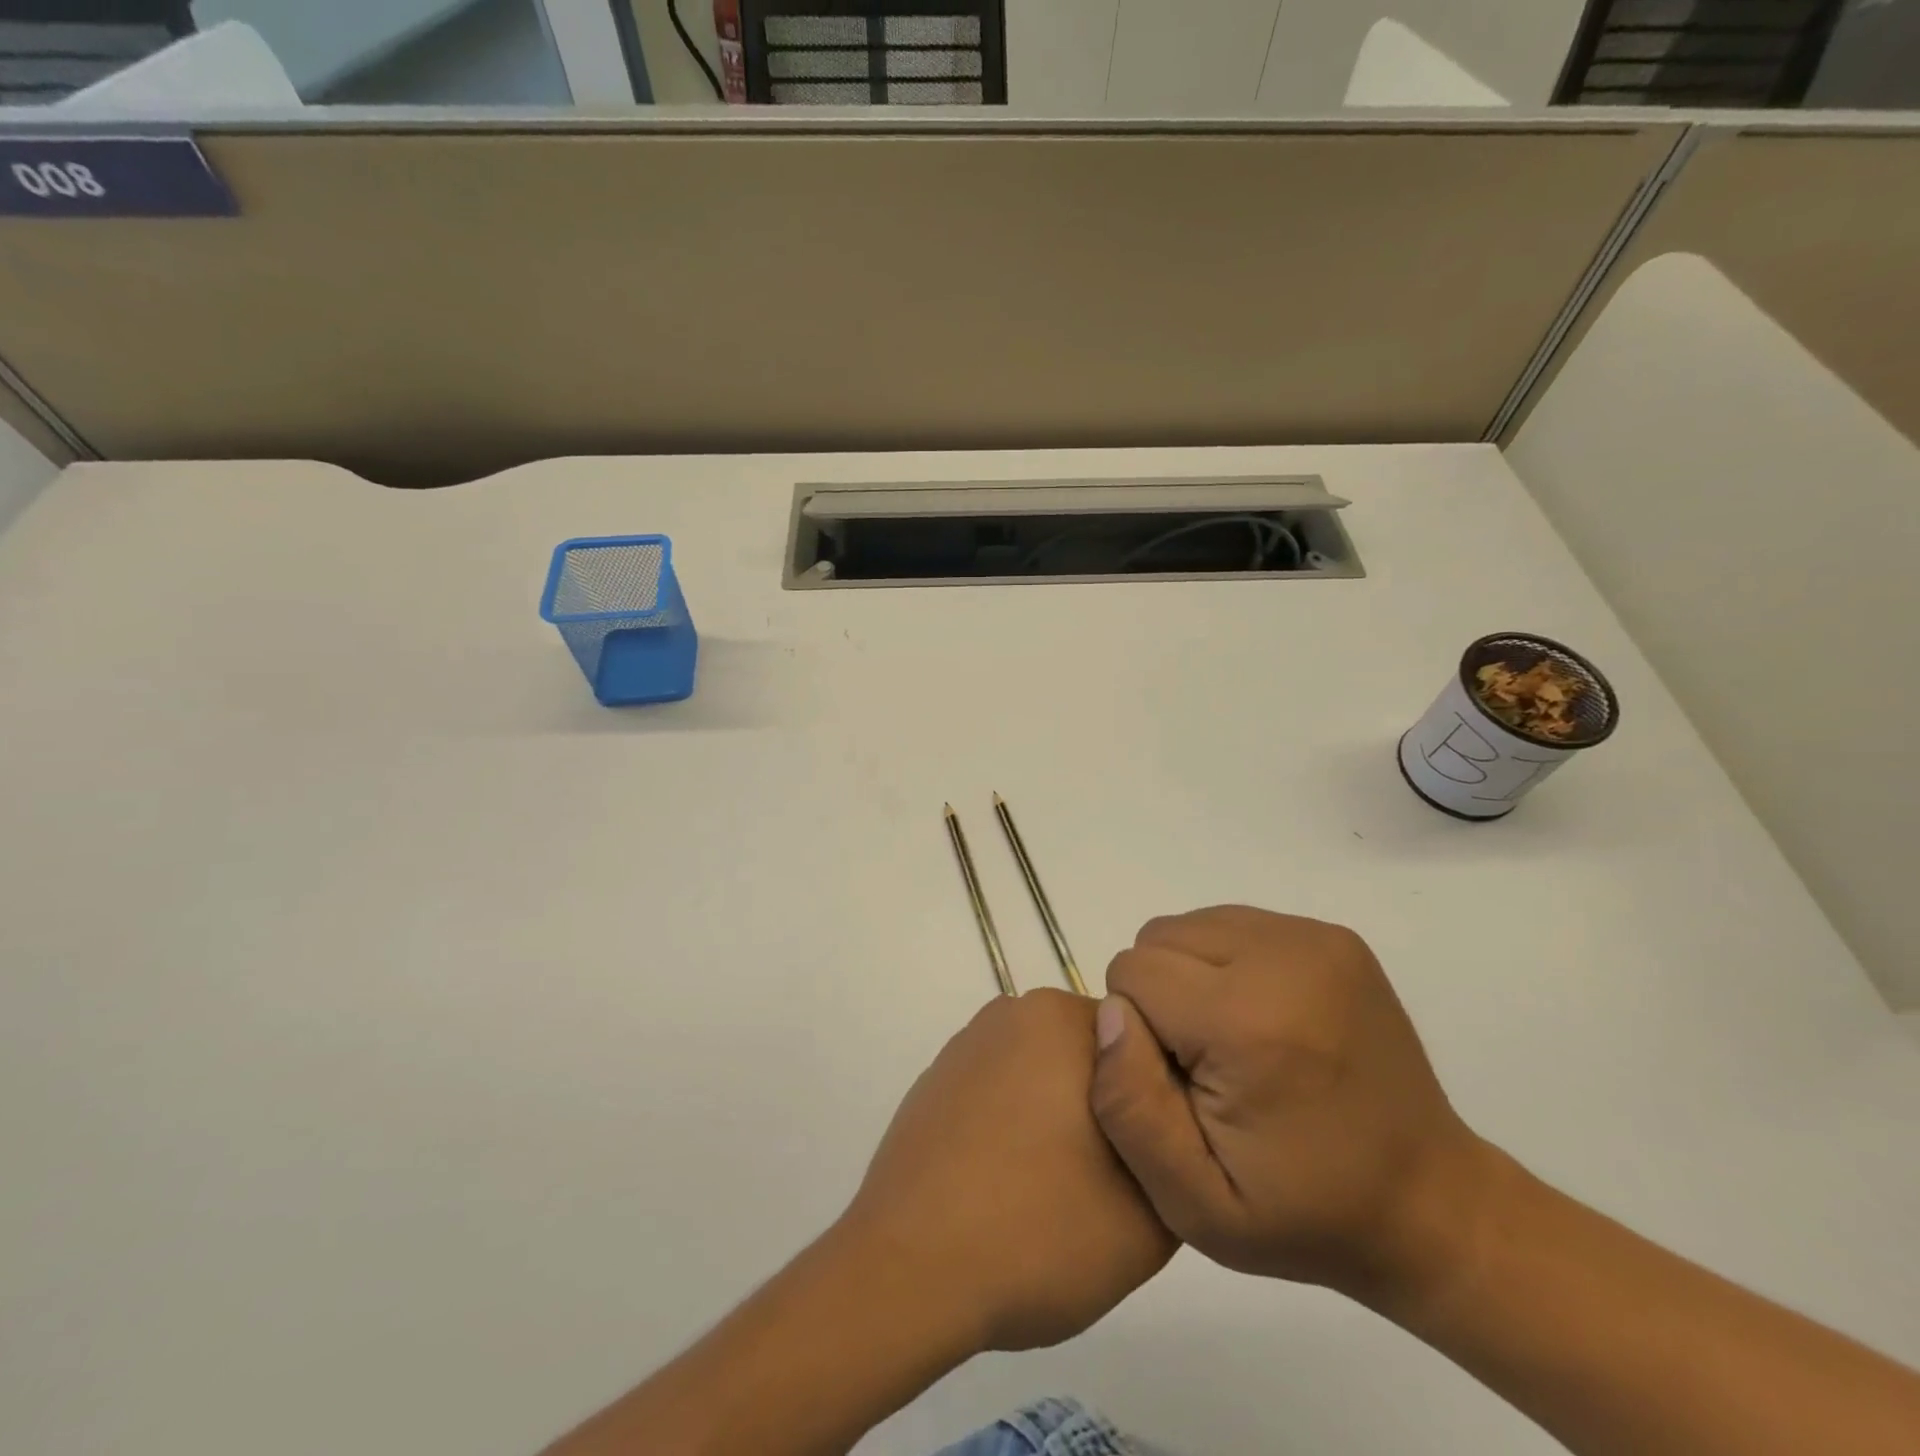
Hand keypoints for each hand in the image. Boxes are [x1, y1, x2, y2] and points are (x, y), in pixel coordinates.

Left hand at [841, 989, 1175, 1353]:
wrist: (908, 1272)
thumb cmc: (1037, 1231)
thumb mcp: (1152, 1214)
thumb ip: (1178, 1154)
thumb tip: (1163, 1129)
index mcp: (1063, 1019)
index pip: (1143, 1045)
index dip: (1159, 1105)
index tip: (1156, 1160)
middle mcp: (1013, 1012)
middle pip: (1092, 1055)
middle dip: (1111, 1108)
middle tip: (1112, 1183)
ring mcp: (968, 1045)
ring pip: (1045, 1074)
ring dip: (1062, 1118)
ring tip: (1056, 1193)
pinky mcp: (936, 1080)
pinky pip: (1000, 1093)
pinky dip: (1014, 1127)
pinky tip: (1007, 1188)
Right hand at [1089, 906, 1492, 1310]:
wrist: (1429, 1202)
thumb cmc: (1304, 1213)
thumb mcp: (1195, 1204)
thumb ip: (1130, 1107)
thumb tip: (1110, 1012)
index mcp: (1247, 1021)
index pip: (1131, 973)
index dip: (1138, 1031)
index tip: (1177, 1081)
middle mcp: (1282, 957)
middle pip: (1158, 938)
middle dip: (1159, 994)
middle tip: (1201, 1062)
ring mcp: (1314, 939)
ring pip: (1191, 924)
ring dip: (1189, 974)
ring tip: (1230, 1039)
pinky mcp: (1332, 935)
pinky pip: (1233, 924)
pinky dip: (1225, 962)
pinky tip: (1259, 1018)